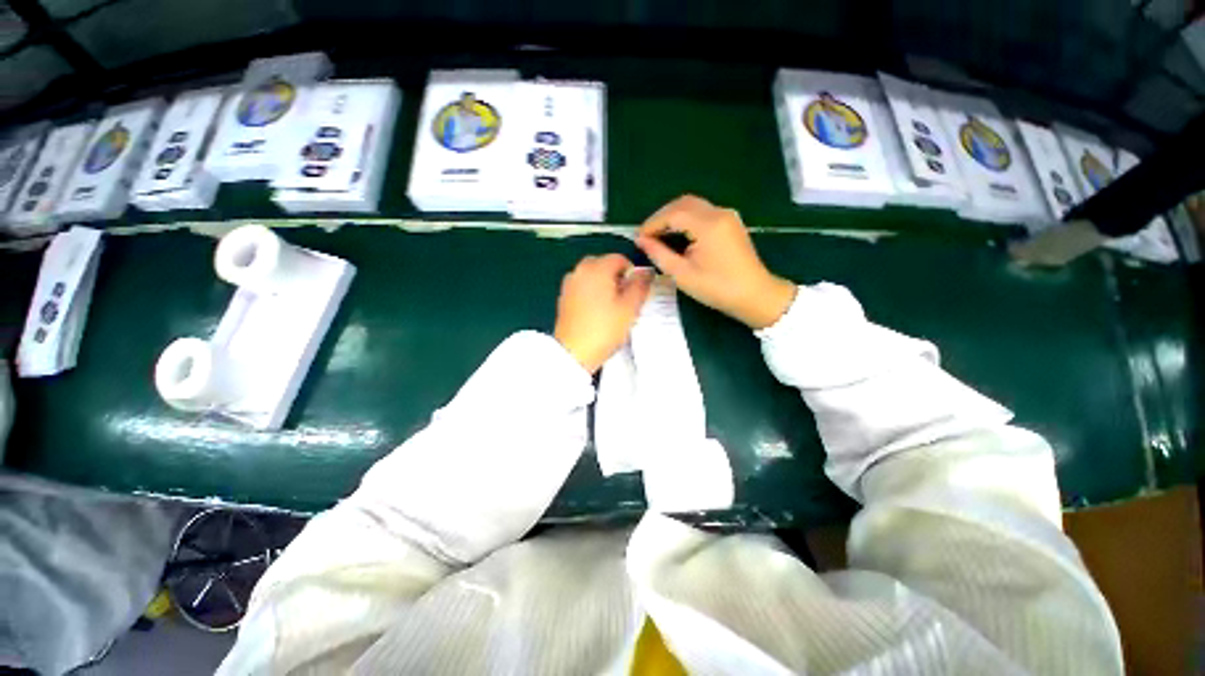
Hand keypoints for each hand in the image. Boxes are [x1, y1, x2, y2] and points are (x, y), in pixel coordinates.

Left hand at [554, 254, 653, 373]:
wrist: (573, 352)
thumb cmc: (605, 329)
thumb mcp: (630, 308)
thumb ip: (640, 286)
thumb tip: (646, 272)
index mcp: (597, 269)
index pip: (619, 258)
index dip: (632, 272)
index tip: (636, 290)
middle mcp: (580, 270)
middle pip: (603, 264)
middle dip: (616, 276)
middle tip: (625, 296)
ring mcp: (569, 283)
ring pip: (591, 274)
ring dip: (603, 282)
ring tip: (611, 304)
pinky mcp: (563, 297)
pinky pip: (582, 285)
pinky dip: (591, 291)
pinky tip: (596, 310)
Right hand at [635, 195, 795, 328]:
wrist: (755, 295)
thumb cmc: (717, 288)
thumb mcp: (683, 274)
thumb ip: (659, 254)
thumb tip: (641, 240)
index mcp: (708, 225)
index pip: (673, 214)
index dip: (652, 223)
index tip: (638, 237)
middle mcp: (719, 213)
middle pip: (683, 203)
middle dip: (662, 216)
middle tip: (647, 235)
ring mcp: (727, 216)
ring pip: (693, 205)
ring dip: (673, 216)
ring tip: (659, 235)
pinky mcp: (730, 222)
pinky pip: (703, 212)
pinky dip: (686, 218)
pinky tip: (677, 234)